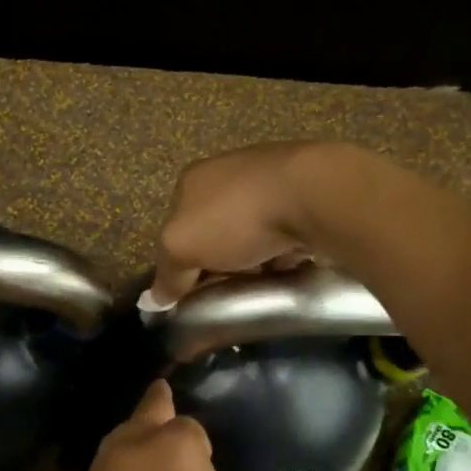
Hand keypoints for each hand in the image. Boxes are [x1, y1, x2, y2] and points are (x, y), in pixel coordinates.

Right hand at [148, 141, 374, 306]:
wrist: (315, 194)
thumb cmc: (237, 218)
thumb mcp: (182, 247)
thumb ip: (167, 273)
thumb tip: (156, 299)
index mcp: (193, 179)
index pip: (177, 226)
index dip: (183, 261)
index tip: (196, 290)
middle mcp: (229, 171)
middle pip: (216, 230)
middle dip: (222, 260)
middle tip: (231, 288)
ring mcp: (270, 177)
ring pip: (254, 231)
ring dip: (257, 257)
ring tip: (264, 281)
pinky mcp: (307, 190)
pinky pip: (288, 229)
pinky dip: (287, 249)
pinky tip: (292, 263)